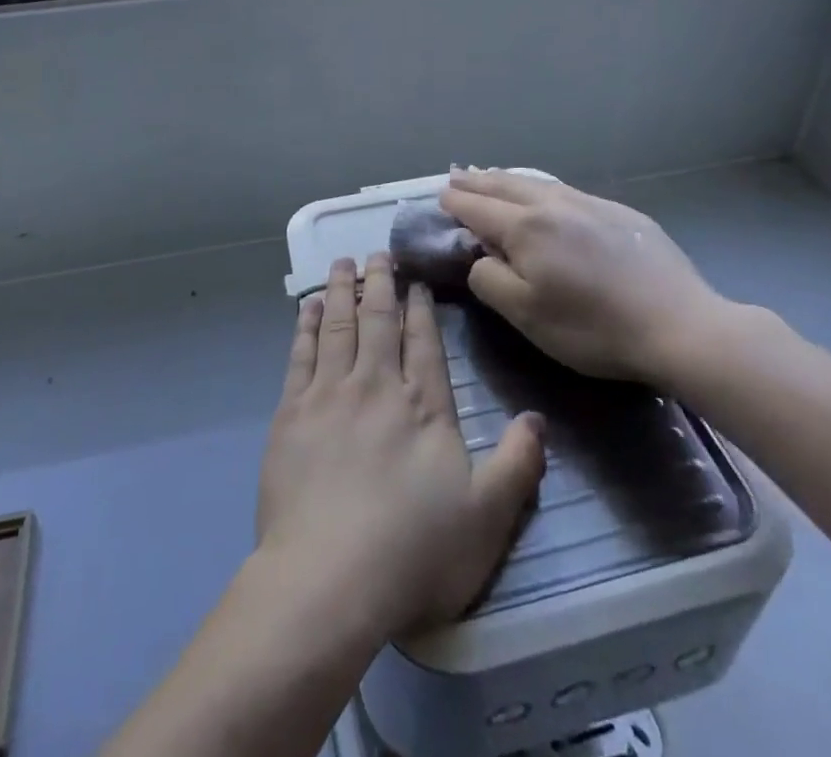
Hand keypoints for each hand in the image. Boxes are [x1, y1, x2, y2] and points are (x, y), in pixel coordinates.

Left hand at [255, 253, 545, 639]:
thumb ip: (517, 465)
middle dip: (380, 282)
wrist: (329, 577)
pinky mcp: (292, 412)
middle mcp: (377, 385)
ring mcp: (330, 394)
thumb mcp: (486, 518)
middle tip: (379, 253)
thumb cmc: (414, 551)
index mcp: (423, 406)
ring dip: (343, 289)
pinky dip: (307, 323)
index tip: (415, 281)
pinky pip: (301, 353)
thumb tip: (537, 419)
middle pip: (379, 320)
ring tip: (344, 261)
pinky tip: (310, 305)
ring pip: (339, 325)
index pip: (423, 342)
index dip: (420, 308)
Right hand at [439, 169, 732, 386]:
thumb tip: (479, 256)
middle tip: (457, 175)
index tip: (440, 196)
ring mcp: (590, 204)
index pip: (479, 208)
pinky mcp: (620, 213)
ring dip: (508, 178)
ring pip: (537, 182)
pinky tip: (545, 193)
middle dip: (477, 181)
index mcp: (526, 228)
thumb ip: (490, 280)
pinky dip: (541, 187)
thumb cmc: (593, 327)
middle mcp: (554, 205)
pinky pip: (566, 190)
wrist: (679, 325)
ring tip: (492, 175)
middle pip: (505, 185)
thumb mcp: (526, 315)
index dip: (456, 202)